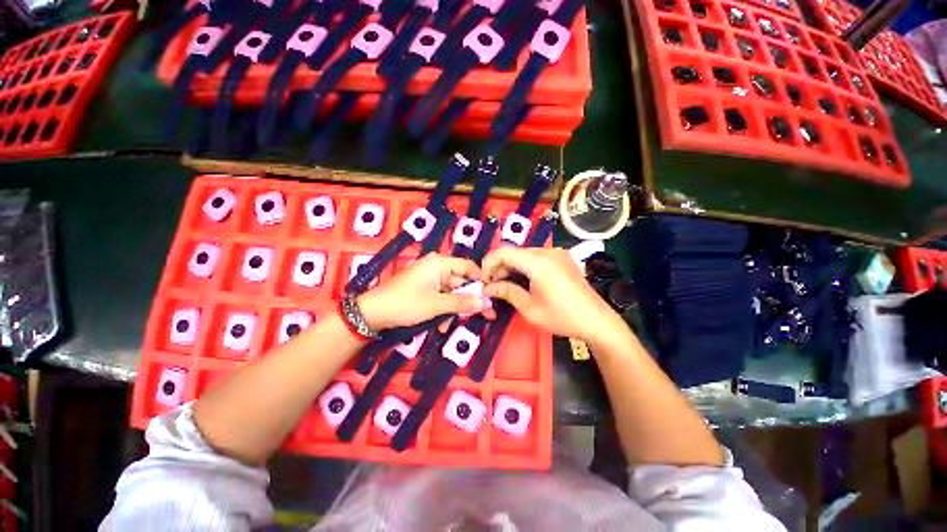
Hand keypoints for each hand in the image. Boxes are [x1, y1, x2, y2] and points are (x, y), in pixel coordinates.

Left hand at [357, 253, 486, 329]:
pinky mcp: (424, 287)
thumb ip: (463, 303)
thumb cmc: (406, 304)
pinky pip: (441, 296)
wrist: (372, 313)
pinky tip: (439, 325)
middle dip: (468, 301)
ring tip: (448, 326)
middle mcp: (437, 267)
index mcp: (440, 263)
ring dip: (454, 309)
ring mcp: (429, 277)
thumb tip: (486, 303)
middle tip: (485, 316)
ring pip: (452, 292)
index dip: (481, 282)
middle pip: (461, 282)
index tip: (491, 298)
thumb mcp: (437, 305)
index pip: (470, 267)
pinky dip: (443, 309)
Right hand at [481, 247, 624, 345]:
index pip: (504, 252)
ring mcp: (556, 253)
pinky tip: (522, 280)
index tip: (483, 280)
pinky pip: (536, 257)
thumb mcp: (530, 308)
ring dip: (511, 267)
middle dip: (499, 267)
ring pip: (524, 254)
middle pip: (514, 252)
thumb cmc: (562, 317)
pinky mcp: (562, 259)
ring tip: (505, 285)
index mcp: (538, 261)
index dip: (488, 263)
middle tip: (492, 286)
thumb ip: (507, 292)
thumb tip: (487, 288)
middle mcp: (547, 251)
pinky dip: (524, 266)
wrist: (597, 321)